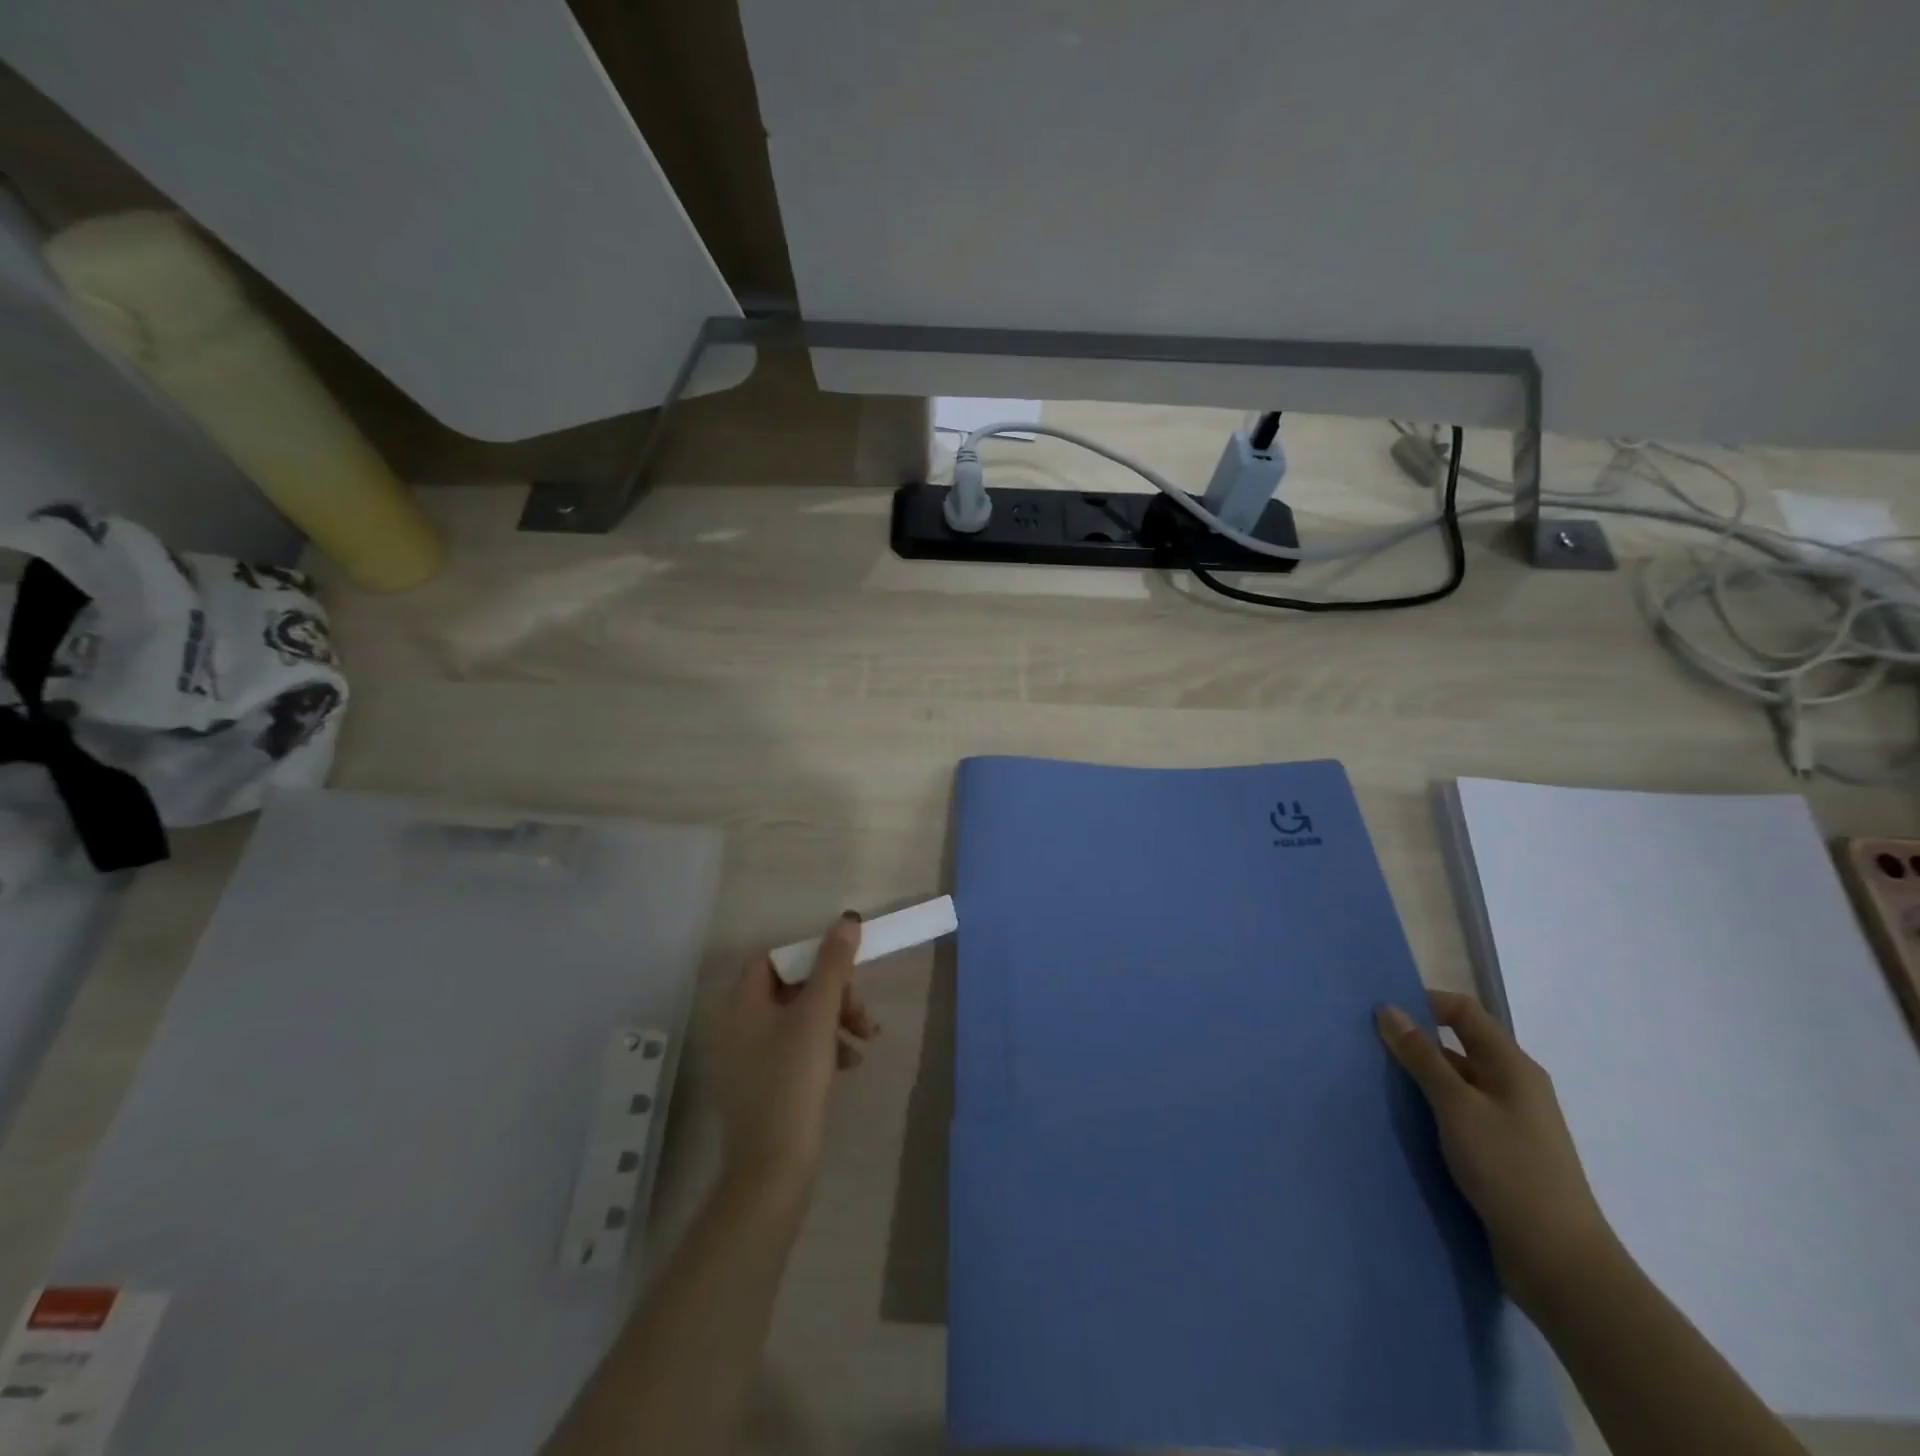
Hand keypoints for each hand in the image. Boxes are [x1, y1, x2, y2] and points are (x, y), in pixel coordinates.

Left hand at [714, 913, 879, 1199]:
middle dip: (833, 993)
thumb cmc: (792, 1082)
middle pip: (791, 988)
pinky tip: (851, 1064)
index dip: (808, 956)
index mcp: (742, 1004)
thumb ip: (833, 965)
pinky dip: (825, 1047)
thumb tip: (847, 920)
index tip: (842, 969)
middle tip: (862, 1011)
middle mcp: (739, 1025)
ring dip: (836, 1019)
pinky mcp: (764, 1084)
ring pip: (799, 1018)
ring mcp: (750, 1057)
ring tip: (867, 1039)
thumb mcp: (818, 1016)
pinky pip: (797, 1048)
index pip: (772, 958)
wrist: (773, 1170)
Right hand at [1376, 990, 1616, 1314]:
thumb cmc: (1510, 1170)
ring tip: (1373, 1083)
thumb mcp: (1458, 1107)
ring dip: (1418, 1079)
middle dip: (1413, 1042)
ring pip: (1454, 1083)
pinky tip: (1401, 1122)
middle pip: (1457, 1045)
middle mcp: (1513, 1086)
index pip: (1463, 1011)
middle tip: (1365, 1047)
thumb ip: (1421, 1057)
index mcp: (1512, 1066)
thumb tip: (1388, 1009)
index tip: (1380, 1014)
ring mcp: (1508, 1122)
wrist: (1560, 1263)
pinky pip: (1457, 1115)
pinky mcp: (1500, 1154)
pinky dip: (1429, 1110)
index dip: (1423, 1003)